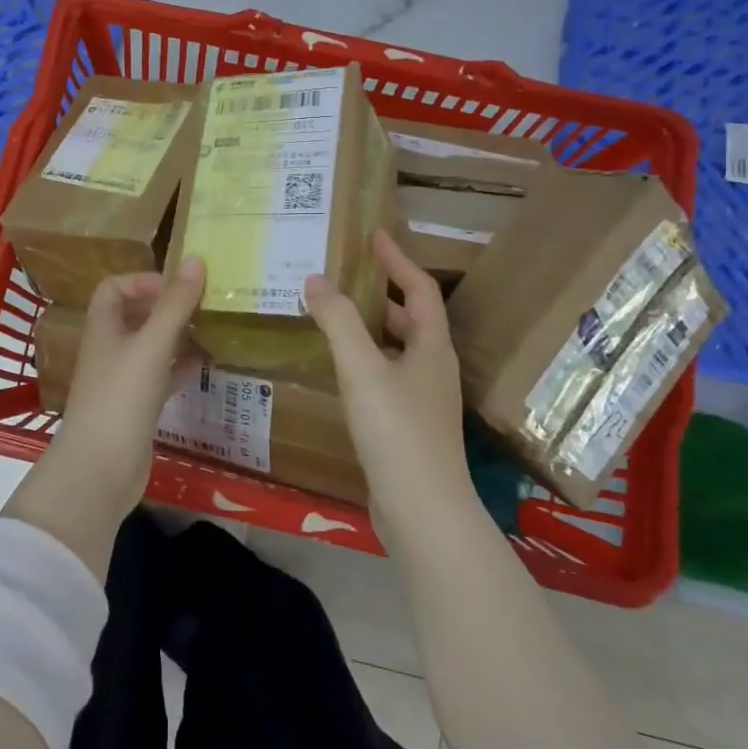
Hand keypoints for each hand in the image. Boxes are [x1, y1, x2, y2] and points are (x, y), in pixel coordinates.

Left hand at [4, 259, 205, 573]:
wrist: (101, 469)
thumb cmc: (121, 397)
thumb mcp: (152, 345)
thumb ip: (175, 304)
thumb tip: (195, 259)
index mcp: (103, 328)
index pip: (114, 288)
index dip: (142, 281)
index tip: (177, 287)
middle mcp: (108, 349)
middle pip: (134, 316)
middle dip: (166, 307)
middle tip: (203, 304)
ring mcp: (121, 380)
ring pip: (150, 347)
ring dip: (176, 336)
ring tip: (210, 328)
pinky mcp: (135, 408)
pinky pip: (159, 376)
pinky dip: (179, 367)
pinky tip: (205, 364)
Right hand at [304, 230, 476, 544]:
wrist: (423, 512)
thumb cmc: (397, 432)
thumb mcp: (362, 369)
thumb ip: (338, 322)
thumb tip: (315, 279)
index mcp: (431, 346)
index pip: (419, 289)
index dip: (397, 260)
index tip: (372, 236)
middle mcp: (432, 367)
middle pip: (409, 317)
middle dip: (379, 292)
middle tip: (341, 274)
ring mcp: (422, 399)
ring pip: (394, 348)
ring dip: (368, 327)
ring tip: (330, 314)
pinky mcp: (407, 425)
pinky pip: (384, 375)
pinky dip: (362, 359)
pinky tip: (336, 367)